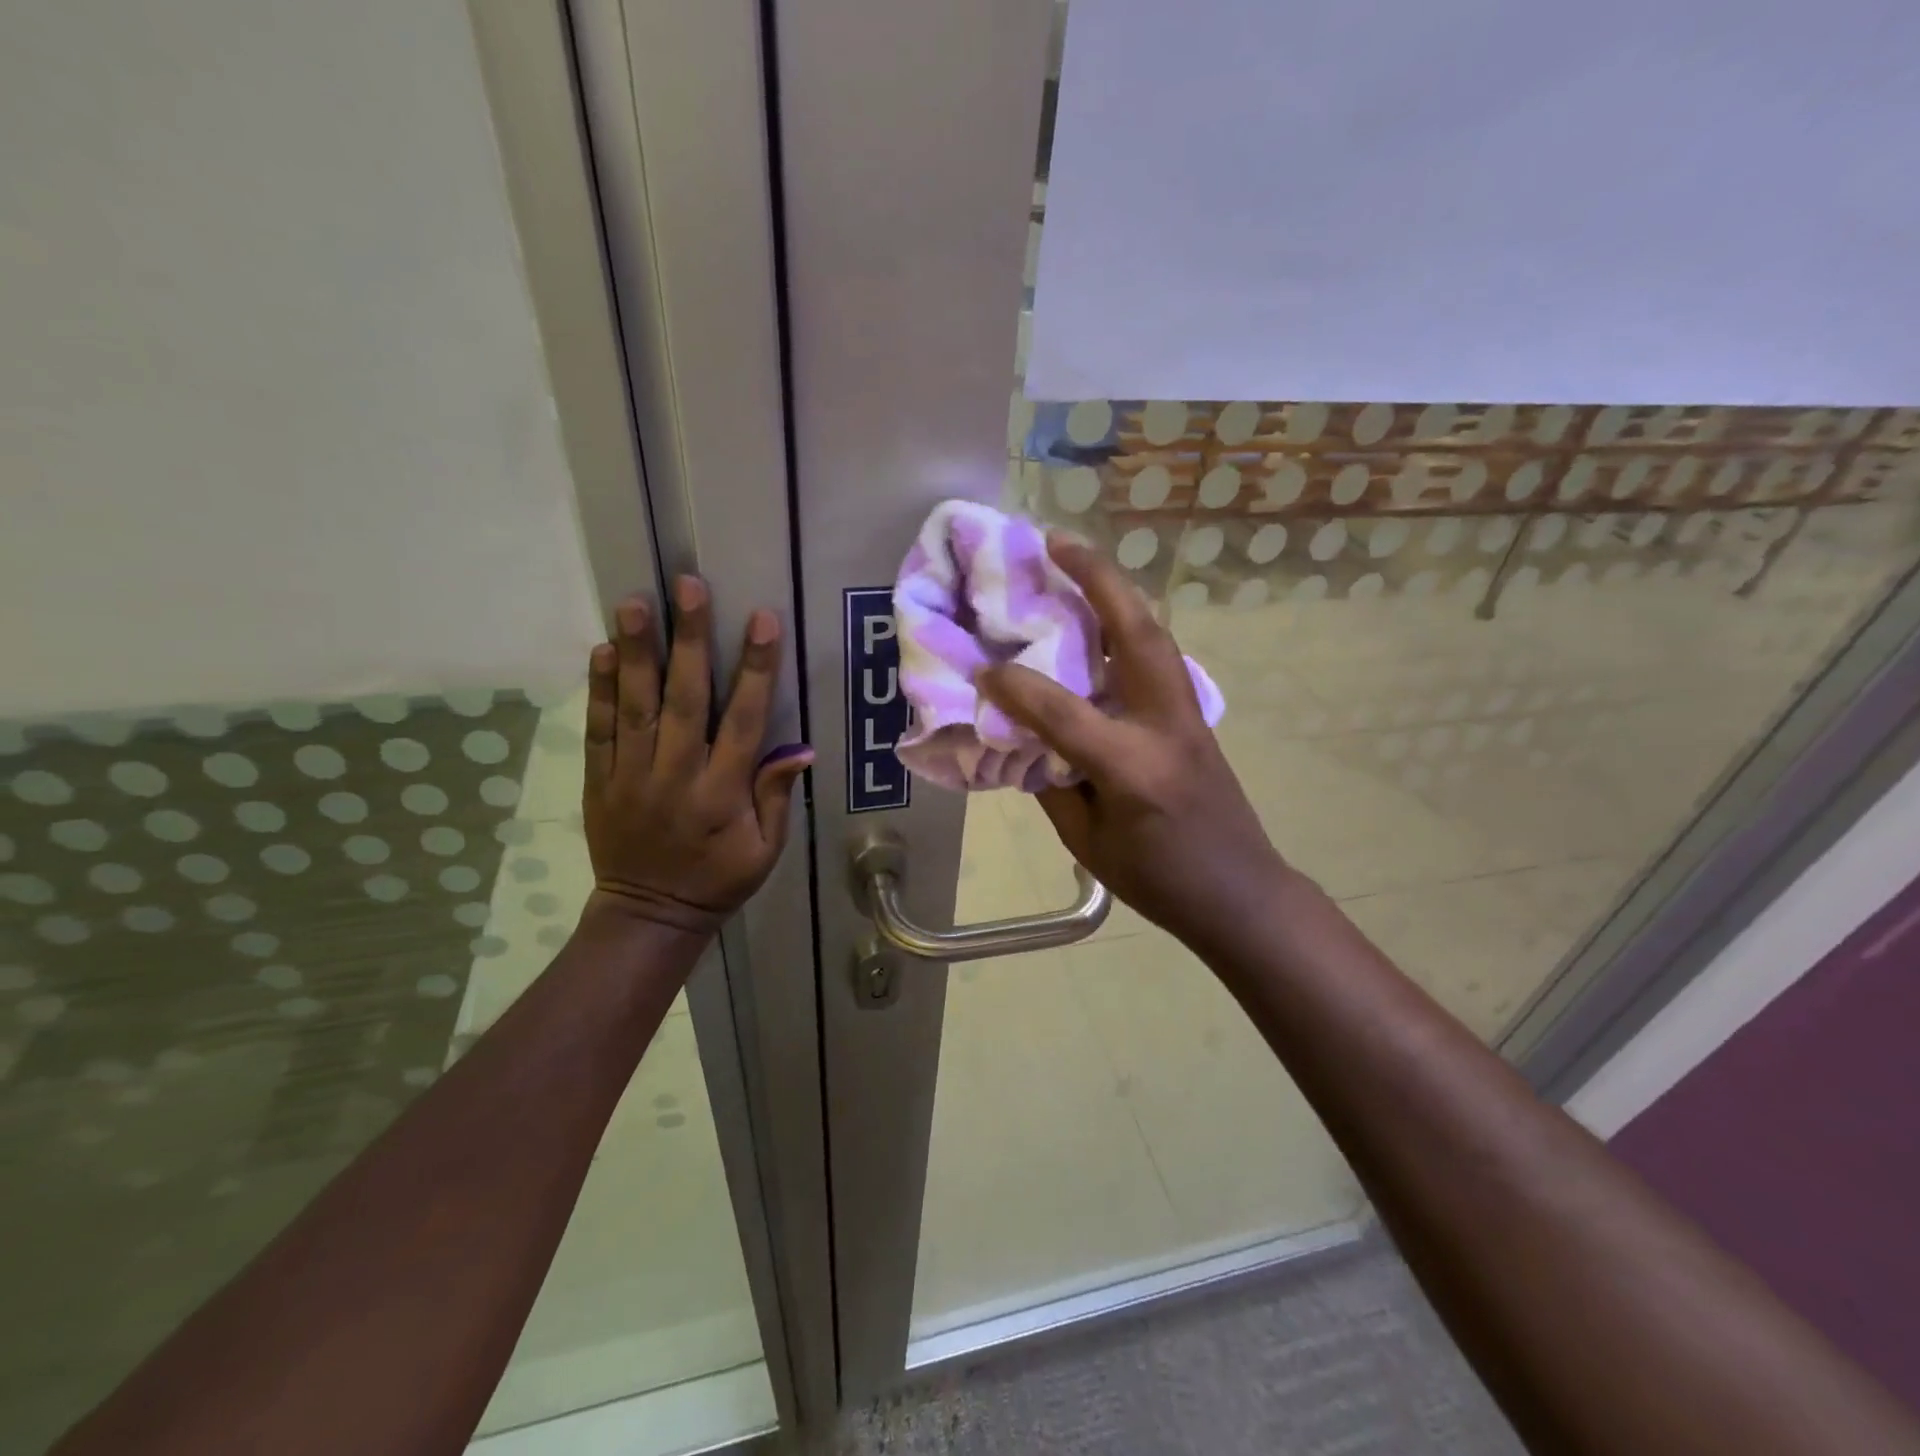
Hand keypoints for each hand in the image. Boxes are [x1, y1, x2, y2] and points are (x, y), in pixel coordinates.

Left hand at [581, 576, 812, 933]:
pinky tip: (602, 652)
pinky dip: (599, 690)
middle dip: (689, 640)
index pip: (744, 721)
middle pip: (684, 699)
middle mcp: (676, 776)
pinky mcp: (600, 780)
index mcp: (723, 793)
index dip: (755, 669)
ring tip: (635, 603)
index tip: (762, 621)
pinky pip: (599, 730)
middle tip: (688, 586)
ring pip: (635, 706)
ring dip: (636, 652)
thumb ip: (777, 797)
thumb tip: (800, 748)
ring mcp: (632, 776)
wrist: (649, 914)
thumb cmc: (719, 879)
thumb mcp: (765, 850)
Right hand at [978, 535, 1284, 946]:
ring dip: (1117, 591)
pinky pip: (1160, 657)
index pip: (1062, 711)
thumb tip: (1028, 737)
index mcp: (1132, 767)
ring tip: (1078, 563)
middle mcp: (1165, 726)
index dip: (1015, 688)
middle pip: (1135, 634)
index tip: (982, 669)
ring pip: (1156, 634)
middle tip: (1056, 542)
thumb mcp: (1087, 842)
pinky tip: (1104, 621)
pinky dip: (1130, 626)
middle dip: (1097, 580)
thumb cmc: (1158, 881)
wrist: (1241, 893)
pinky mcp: (1197, 716)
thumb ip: (1054, 783)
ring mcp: (1189, 715)